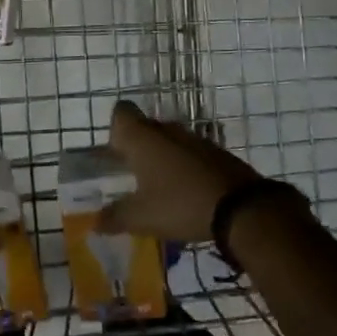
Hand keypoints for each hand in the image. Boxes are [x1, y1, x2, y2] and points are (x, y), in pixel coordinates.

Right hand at [98, 99, 262, 243]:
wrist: (242, 209)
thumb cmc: (180, 204)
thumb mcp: (141, 217)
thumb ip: (114, 217)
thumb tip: (94, 222)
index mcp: (142, 138)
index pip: (121, 113)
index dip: (115, 130)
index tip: (116, 154)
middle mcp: (167, 130)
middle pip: (146, 127)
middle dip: (138, 147)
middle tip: (133, 176)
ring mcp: (196, 139)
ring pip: (170, 141)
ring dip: (163, 158)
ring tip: (160, 188)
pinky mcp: (218, 153)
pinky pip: (192, 154)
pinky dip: (186, 168)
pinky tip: (187, 193)